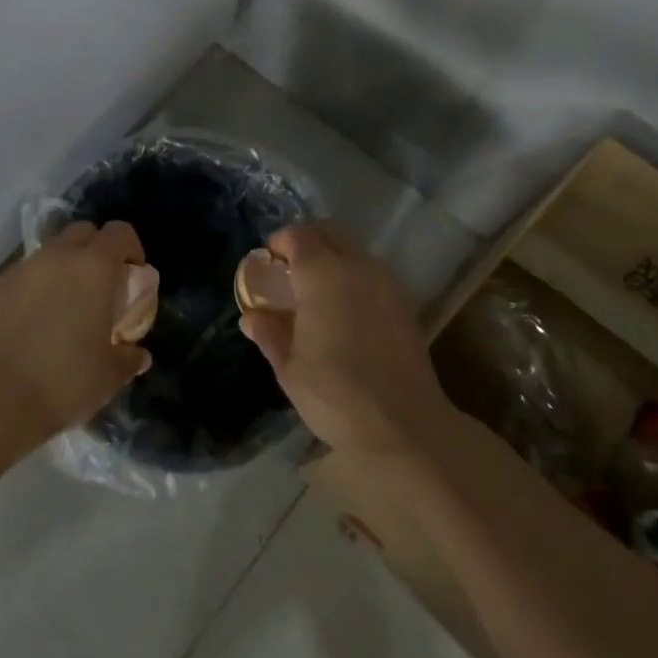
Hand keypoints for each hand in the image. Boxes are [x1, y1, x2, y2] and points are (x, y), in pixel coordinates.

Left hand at [0, 220, 158, 438]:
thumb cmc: (67, 380)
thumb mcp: (110, 374)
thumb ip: (128, 357)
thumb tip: (138, 355)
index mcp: (93, 267)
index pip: (119, 232)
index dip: (130, 247)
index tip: (133, 272)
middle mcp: (56, 257)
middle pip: (81, 232)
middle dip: (94, 250)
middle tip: (100, 285)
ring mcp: (19, 271)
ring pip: (47, 255)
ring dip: (60, 270)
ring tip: (62, 307)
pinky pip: (17, 281)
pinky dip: (28, 293)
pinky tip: (27, 328)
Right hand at [236, 221, 455, 456]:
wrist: (405, 427)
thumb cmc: (336, 395)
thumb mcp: (290, 368)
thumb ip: (269, 333)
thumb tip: (252, 316)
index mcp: (323, 275)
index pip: (298, 235)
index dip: (278, 243)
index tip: (266, 263)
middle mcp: (357, 266)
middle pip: (330, 231)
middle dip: (306, 241)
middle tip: (289, 270)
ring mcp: (386, 282)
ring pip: (354, 249)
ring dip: (332, 257)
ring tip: (316, 293)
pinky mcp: (404, 302)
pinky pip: (372, 271)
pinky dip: (353, 276)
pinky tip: (345, 311)